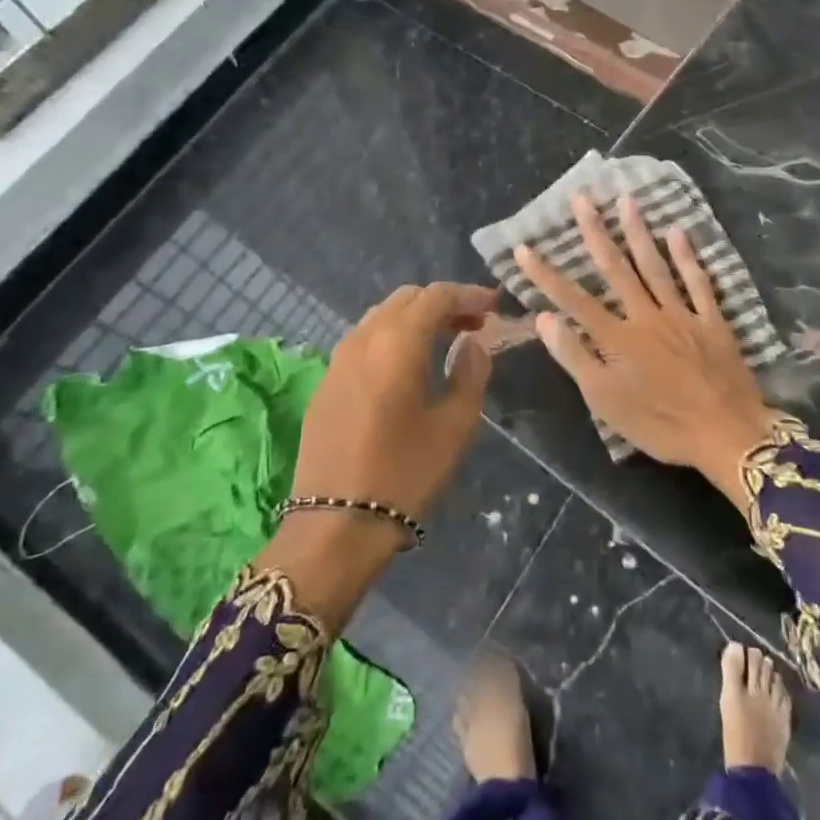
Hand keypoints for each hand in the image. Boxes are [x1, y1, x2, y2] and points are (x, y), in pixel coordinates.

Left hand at [264, 281, 495, 626]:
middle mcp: (363, 338)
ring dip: (415, 318)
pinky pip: (363, 341)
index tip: (494, 305)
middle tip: (473, 324)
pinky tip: (407, 366)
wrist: (334, 525)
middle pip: (406, 299)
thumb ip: (470, 373)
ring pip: (381, 316)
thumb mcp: (455, 425)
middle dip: (442, 303)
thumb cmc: (404, 473)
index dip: (468, 294)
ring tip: (444, 341)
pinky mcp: (325, 383)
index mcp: (397, 342)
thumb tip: (472, 343)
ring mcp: (338, 360)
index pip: (436, 296)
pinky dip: (391, 337)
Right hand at [515, 192, 780, 502]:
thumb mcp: (606, 402)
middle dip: (595, 231)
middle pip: (616, 268)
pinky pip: (698, 282)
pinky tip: (678, 231)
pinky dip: (687, 256)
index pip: (573, 299)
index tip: (524, 246)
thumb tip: (545, 318)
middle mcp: (646, 315)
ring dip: (638, 231)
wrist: (727, 434)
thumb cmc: (660, 424)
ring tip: (626, 199)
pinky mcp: (712, 321)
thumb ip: (575, 357)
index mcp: (616, 338)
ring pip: (655, 265)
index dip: (545, 274)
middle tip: (581, 197)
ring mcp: (681, 314)